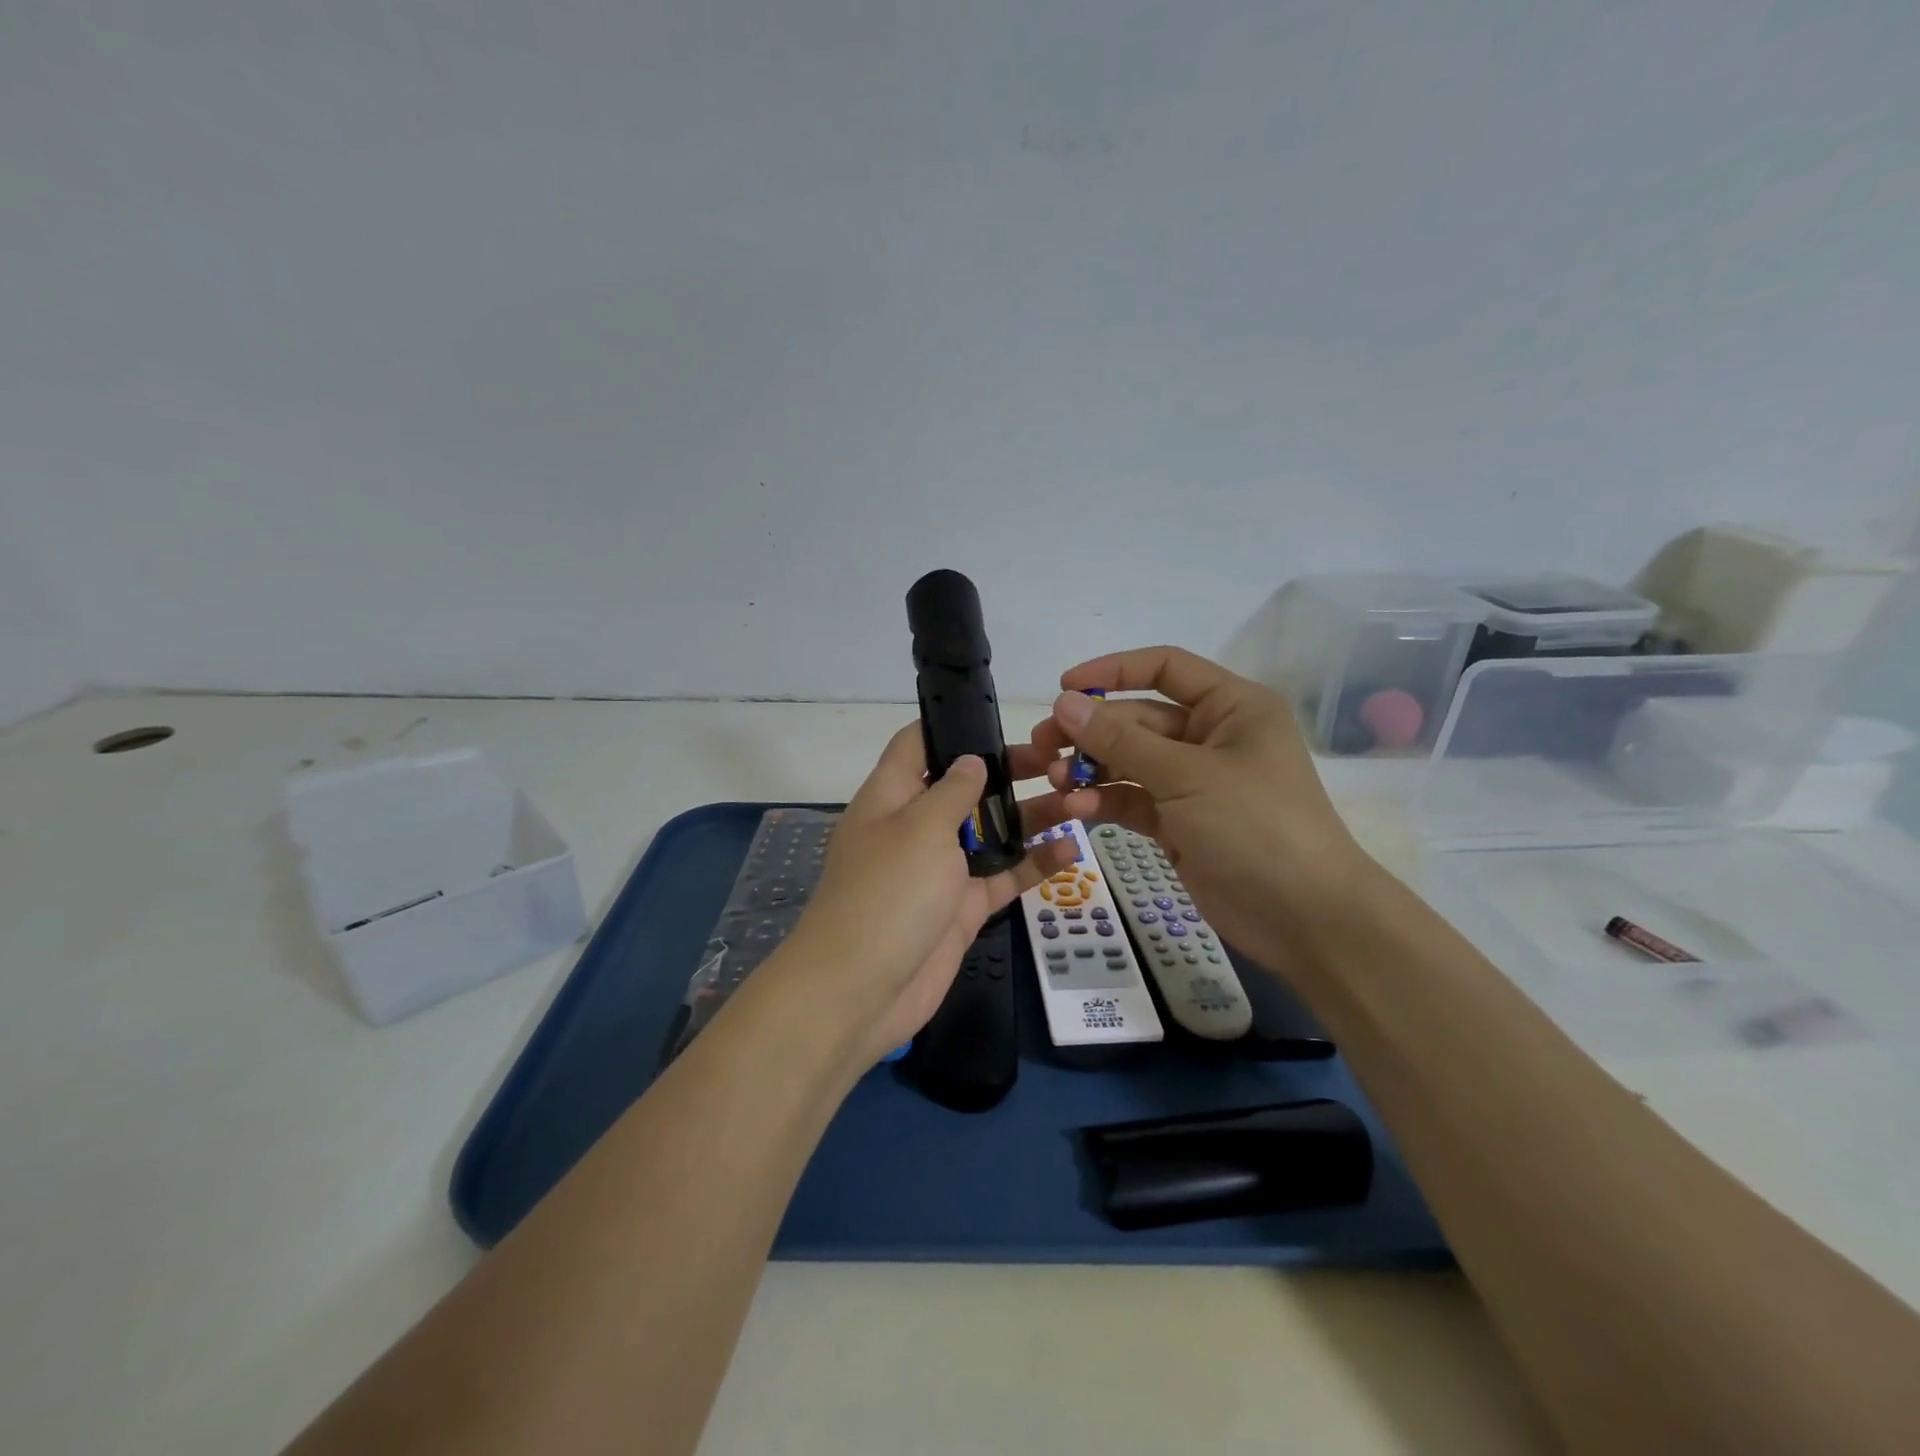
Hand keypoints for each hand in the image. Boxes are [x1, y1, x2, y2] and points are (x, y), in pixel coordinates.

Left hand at [771, 725, 1076, 1066]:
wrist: (863, 990)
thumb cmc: (888, 892)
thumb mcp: (920, 827)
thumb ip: (952, 790)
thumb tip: (971, 760)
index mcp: (891, 796)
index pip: (916, 745)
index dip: (951, 726)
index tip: (997, 717)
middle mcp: (916, 826)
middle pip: (964, 787)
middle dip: (1007, 771)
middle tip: (1058, 760)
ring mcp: (941, 868)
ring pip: (991, 831)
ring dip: (1031, 816)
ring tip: (1080, 797)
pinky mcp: (962, 906)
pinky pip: (1003, 876)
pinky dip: (1035, 863)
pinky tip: (1073, 847)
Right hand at [1026, 646, 1372, 976]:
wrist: (1304, 918)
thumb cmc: (1255, 826)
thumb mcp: (1185, 775)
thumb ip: (1120, 740)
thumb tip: (1064, 703)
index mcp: (1231, 707)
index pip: (1165, 669)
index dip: (1112, 672)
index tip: (1064, 689)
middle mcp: (1211, 737)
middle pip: (1138, 719)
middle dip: (1092, 731)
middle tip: (1044, 745)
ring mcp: (1194, 782)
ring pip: (1129, 762)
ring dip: (1092, 768)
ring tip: (1058, 780)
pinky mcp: (1179, 822)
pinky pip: (1133, 799)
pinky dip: (1106, 800)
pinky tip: (1079, 809)